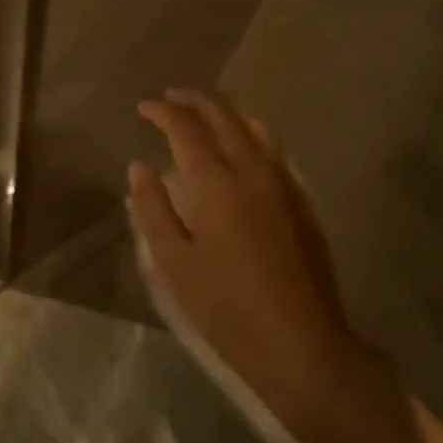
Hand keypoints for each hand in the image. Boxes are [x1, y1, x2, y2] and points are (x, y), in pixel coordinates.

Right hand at [129, 88, 361, 436]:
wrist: (303, 346)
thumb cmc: (227, 308)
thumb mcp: (174, 263)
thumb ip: (153, 209)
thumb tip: (140, 167)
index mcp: (217, 183)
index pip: (186, 129)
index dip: (163, 112)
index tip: (144, 107)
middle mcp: (253, 171)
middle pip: (224, 117)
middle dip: (195, 100)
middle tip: (171, 97)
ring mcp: (284, 184)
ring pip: (254, 128)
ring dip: (226, 112)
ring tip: (205, 112)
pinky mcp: (303, 203)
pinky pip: (275, 149)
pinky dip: (252, 133)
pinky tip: (247, 144)